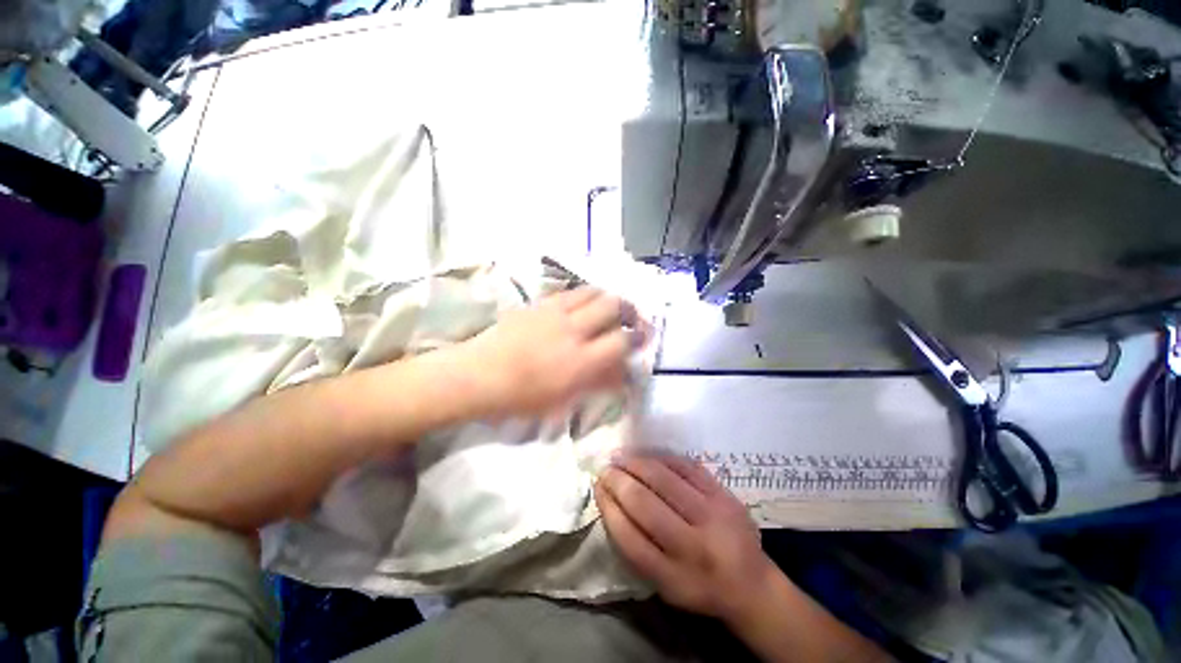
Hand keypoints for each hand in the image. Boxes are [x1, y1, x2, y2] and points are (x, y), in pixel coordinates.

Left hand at [459, 287, 643, 418]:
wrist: (477, 375)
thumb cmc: (520, 398)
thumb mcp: (563, 400)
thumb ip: (596, 383)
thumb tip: (621, 374)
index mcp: (579, 361)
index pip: (622, 341)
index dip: (637, 338)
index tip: (643, 338)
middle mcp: (572, 330)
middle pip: (612, 305)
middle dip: (629, 310)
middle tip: (631, 318)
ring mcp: (554, 312)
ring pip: (592, 291)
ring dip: (607, 298)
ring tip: (609, 308)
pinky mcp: (539, 303)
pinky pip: (569, 291)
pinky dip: (584, 295)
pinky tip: (582, 305)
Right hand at [595, 454, 777, 623]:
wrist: (752, 584)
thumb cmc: (699, 585)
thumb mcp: (664, 584)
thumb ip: (637, 548)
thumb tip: (612, 500)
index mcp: (674, 577)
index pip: (629, 537)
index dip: (608, 507)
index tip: (597, 488)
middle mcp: (694, 547)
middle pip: (645, 504)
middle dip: (618, 481)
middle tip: (605, 468)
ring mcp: (712, 516)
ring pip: (665, 480)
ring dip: (636, 463)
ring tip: (620, 456)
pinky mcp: (724, 495)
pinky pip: (687, 468)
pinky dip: (662, 458)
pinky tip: (648, 455)